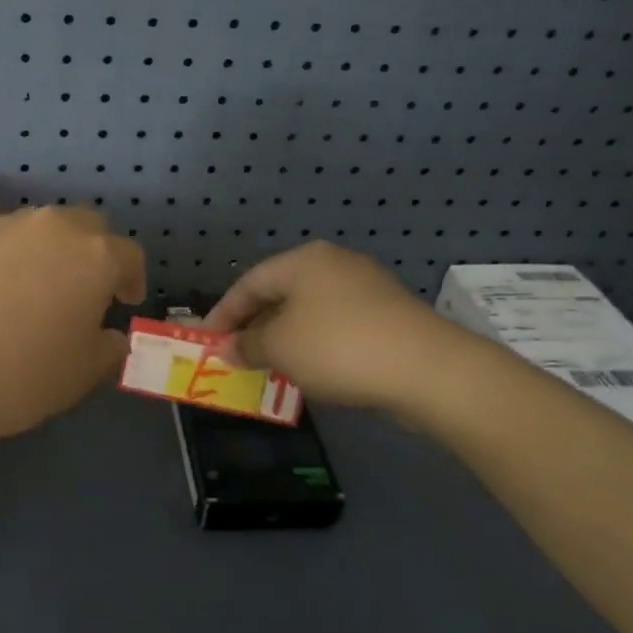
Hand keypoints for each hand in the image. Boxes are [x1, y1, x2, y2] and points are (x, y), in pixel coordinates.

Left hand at [0, 207, 145, 455]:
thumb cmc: (16, 378)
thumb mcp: (80, 377)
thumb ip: (108, 349)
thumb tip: (109, 336)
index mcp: (94, 257)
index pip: (129, 255)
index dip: (131, 279)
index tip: (122, 303)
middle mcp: (51, 227)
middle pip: (85, 227)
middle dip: (90, 254)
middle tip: (79, 292)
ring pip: (35, 229)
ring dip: (42, 253)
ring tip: (23, 293)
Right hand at [203, 242, 463, 409]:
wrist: (427, 369)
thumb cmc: (338, 347)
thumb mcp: (280, 348)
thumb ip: (247, 345)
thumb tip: (227, 348)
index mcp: (304, 261)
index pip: (249, 282)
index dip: (223, 313)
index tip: (206, 342)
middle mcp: (334, 264)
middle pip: (280, 293)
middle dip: (254, 326)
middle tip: (234, 356)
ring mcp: (366, 288)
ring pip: (308, 311)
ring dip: (283, 338)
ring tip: (267, 367)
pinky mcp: (387, 316)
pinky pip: (335, 326)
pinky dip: (314, 345)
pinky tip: (310, 371)